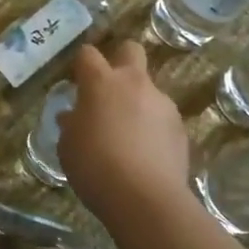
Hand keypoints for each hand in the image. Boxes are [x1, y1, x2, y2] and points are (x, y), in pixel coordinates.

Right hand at [58, 42, 192, 224]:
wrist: (145, 198)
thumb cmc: (94, 166)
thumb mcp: (68, 146)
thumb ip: (71, 125)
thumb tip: (72, 117)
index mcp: (101, 83)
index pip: (88, 54)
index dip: (82, 64)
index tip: (77, 81)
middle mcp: (134, 84)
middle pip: (131, 50)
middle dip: (120, 60)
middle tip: (109, 88)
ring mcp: (162, 104)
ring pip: (148, 90)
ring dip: (137, 103)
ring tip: (127, 137)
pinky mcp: (180, 128)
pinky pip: (161, 118)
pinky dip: (153, 129)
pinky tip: (144, 155)